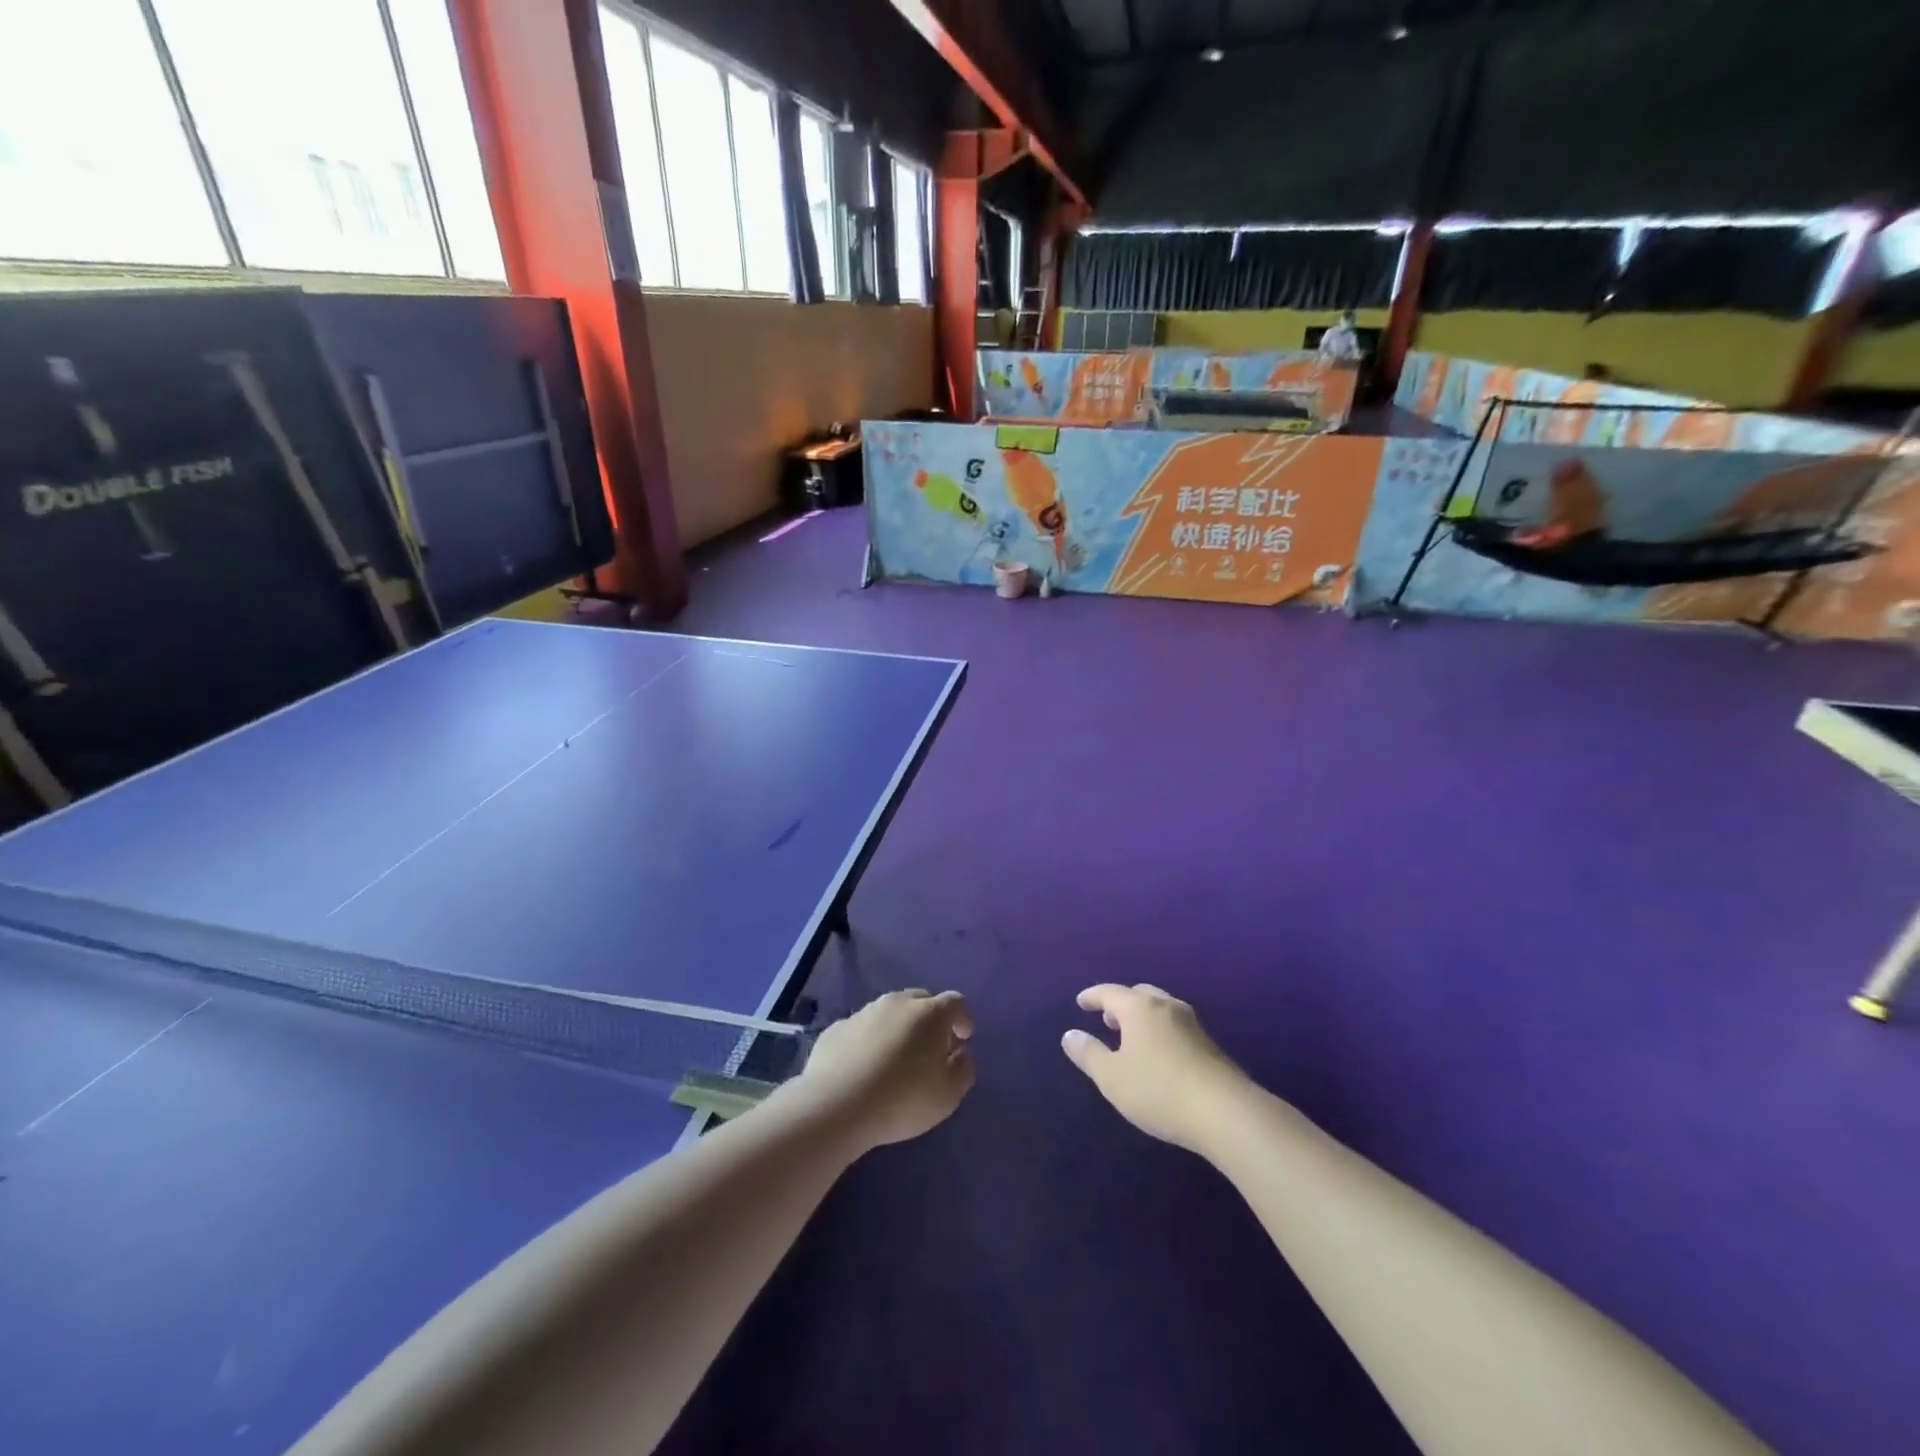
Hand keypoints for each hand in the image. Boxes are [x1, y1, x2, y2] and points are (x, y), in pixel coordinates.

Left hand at [791, 990, 974, 1153]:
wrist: (837, 1104)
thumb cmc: (903, 1099)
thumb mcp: (948, 1096)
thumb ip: (963, 1070)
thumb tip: (961, 1054)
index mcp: (929, 1013)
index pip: (955, 1002)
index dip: (962, 1019)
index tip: (963, 1038)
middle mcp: (897, 1003)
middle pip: (920, 1000)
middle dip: (930, 1019)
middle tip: (931, 1047)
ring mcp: (864, 1012)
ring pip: (889, 1012)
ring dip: (898, 1028)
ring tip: (895, 1058)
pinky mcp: (837, 1028)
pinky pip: (861, 1029)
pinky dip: (869, 1040)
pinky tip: (864, 1066)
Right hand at [1062, 984, 1248, 1153]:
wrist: (1225, 1113)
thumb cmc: (1158, 1090)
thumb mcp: (1112, 1077)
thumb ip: (1089, 1054)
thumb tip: (1070, 1035)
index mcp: (1140, 1008)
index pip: (1110, 992)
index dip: (1093, 996)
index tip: (1081, 1002)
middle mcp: (1167, 1007)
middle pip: (1139, 995)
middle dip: (1121, 1004)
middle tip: (1108, 1019)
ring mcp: (1193, 1024)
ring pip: (1161, 1009)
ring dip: (1143, 1017)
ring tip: (1132, 1037)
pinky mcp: (1210, 1046)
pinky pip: (1176, 1027)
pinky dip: (1161, 1031)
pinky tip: (1160, 1055)